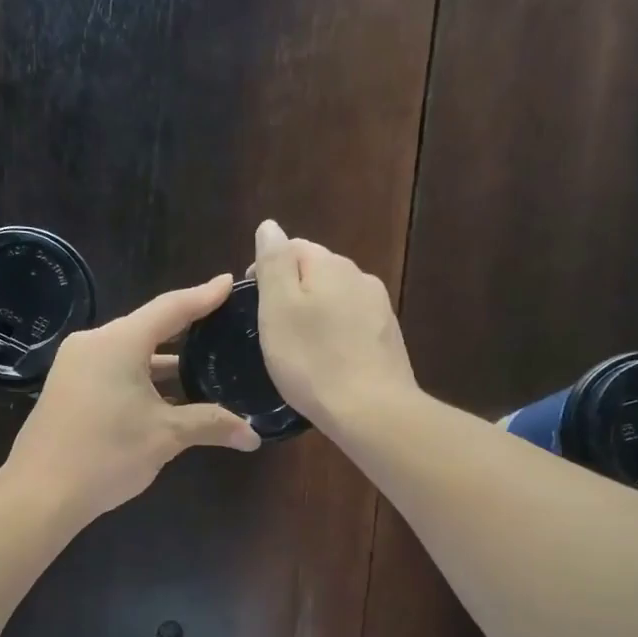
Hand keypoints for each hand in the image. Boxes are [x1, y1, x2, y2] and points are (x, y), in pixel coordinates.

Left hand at [0, 275, 261, 520]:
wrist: (40, 493)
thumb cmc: (107, 454)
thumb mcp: (166, 436)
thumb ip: (212, 425)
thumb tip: (254, 437)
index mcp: (119, 342)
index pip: (171, 308)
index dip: (203, 296)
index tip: (228, 282)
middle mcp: (93, 343)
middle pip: (148, 328)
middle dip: (185, 331)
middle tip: (220, 327)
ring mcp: (74, 366)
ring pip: (129, 353)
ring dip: (163, 363)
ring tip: (202, 366)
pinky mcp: (66, 389)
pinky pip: (112, 371)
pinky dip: (140, 378)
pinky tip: (165, 397)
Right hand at [251, 220, 415, 429]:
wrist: (371, 410)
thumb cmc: (312, 359)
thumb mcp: (278, 308)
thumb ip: (274, 263)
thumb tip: (270, 227)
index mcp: (330, 265)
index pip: (292, 247)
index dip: (266, 269)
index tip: (250, 302)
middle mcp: (360, 277)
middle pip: (317, 273)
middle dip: (292, 292)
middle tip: (270, 329)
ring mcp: (379, 308)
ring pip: (336, 300)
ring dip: (315, 315)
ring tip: (296, 348)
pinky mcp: (388, 339)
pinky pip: (351, 326)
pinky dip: (334, 336)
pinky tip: (325, 361)